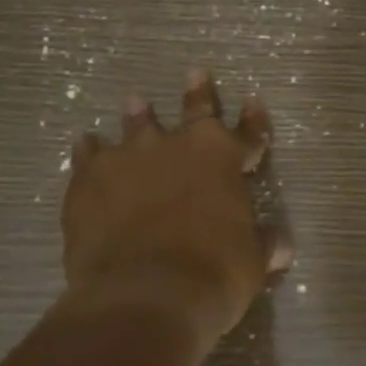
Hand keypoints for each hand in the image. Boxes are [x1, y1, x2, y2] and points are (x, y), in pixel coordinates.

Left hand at [60, 69, 290, 363]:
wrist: (144, 294)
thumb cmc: (213, 274)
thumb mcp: (252, 262)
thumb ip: (263, 245)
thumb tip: (280, 246)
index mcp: (222, 158)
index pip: (247, 133)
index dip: (254, 121)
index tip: (253, 102)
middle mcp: (177, 146)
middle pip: (193, 112)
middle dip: (198, 93)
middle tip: (195, 72)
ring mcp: (130, 158)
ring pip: (136, 126)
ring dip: (139, 115)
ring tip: (136, 101)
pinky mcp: (90, 180)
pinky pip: (88, 157)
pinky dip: (89, 151)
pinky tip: (85, 145)